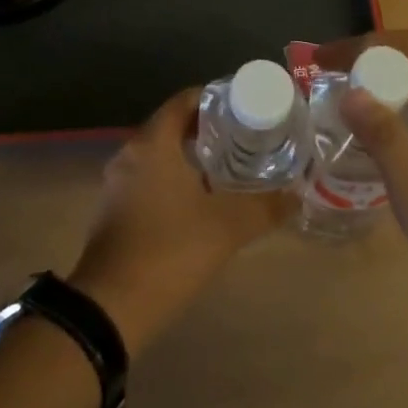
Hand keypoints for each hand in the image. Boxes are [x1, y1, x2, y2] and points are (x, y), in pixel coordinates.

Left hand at [68, 88, 292, 356]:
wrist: (110, 309)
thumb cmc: (169, 251)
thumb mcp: (227, 228)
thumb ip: (265, 207)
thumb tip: (297, 195)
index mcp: (153, 144)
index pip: (183, 101)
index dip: (214, 98)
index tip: (243, 108)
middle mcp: (129, 154)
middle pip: (171, 126)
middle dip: (206, 130)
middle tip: (243, 139)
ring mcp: (116, 185)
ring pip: (158, 156)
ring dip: (188, 158)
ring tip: (227, 169)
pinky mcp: (112, 212)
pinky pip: (146, 180)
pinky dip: (171, 181)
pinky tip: (197, 203)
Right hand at [312, 30, 407, 286]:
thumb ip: (385, 139)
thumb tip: (351, 93)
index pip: (406, 48)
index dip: (362, 45)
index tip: (323, 62)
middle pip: (407, 54)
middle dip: (362, 55)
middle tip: (323, 75)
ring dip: (373, 72)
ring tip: (336, 91)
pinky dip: (386, 91)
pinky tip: (366, 118)